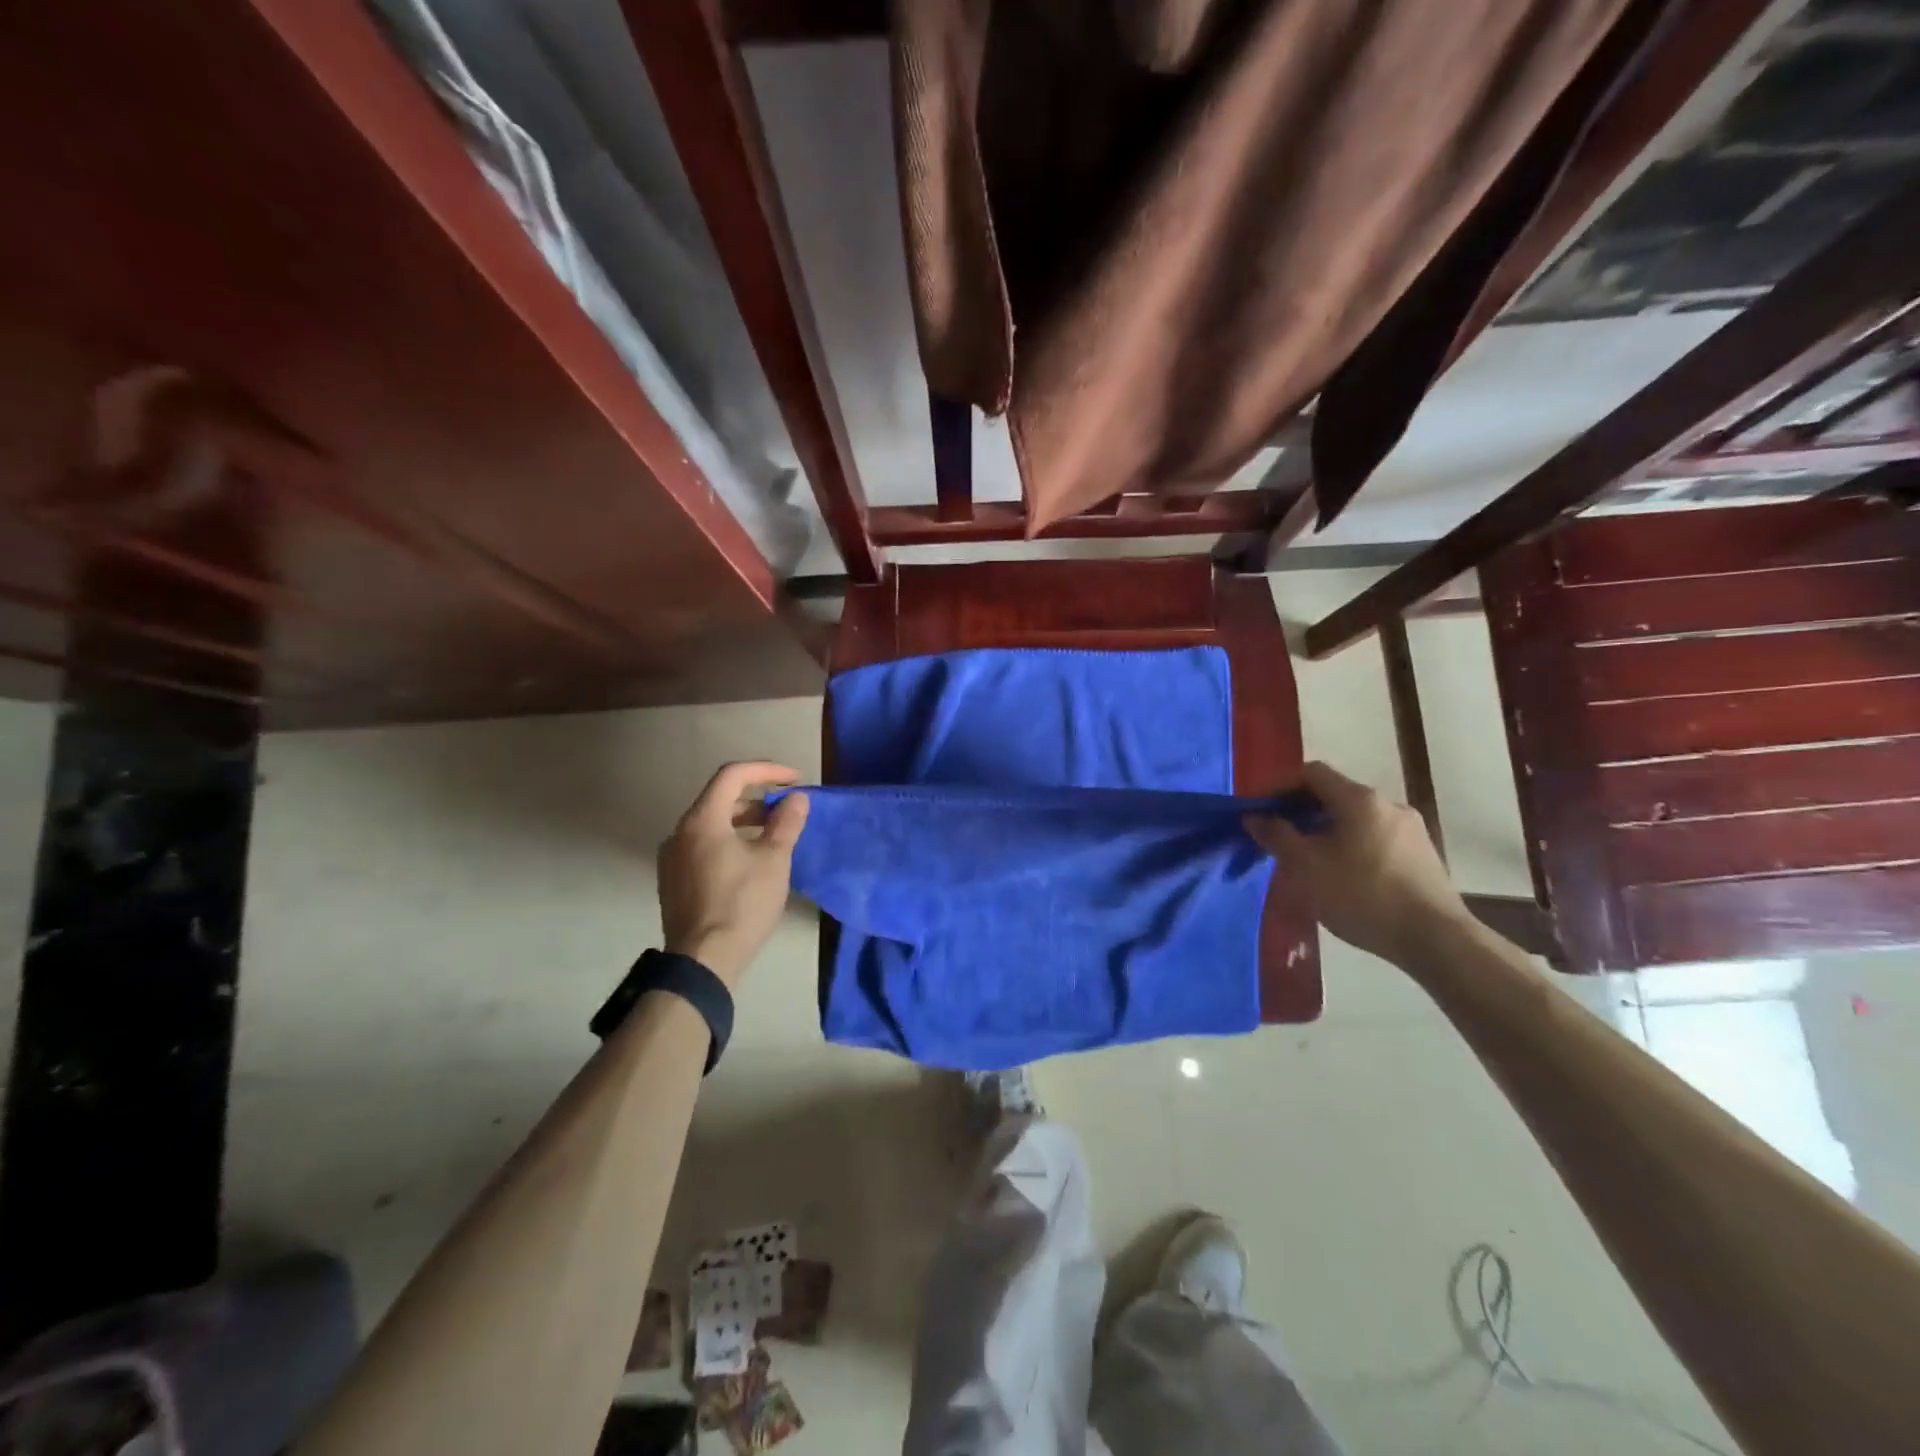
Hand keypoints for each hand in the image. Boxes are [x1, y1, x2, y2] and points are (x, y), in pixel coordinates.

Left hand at [658, 762, 809, 987]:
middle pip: (720, 799)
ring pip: (712, 825)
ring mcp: (672, 858)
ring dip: (744, 823)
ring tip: (774, 838)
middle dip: (758, 800)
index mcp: (702, 820)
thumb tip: (796, 799)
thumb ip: (786, 823)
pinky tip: (750, 864)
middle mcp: (680, 832)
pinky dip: (729, 842)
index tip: (795, 780)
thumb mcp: (773, 860)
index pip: (733, 775)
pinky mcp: (673, 881)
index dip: (767, 770)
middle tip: (788, 812)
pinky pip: (703, 847)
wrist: (704, 961)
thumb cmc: (742, 903)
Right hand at [1245, 760, 1468, 967]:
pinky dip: (1352, 847)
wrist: (1436, 940)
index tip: (1263, 814)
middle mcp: (1388, 804)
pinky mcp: (1423, 855)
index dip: (1281, 788)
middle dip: (1303, 813)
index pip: (1312, 773)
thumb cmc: (1363, 897)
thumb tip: (1255, 817)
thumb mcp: (1307, 867)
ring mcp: (1411, 830)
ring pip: (1356, 819)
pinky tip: (1345, 878)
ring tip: (1311, 863)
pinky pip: (1376, 838)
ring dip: (1327, 832)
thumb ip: (1277, 836)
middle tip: (1281, 841)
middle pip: (1334, 795)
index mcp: (1359, 799)